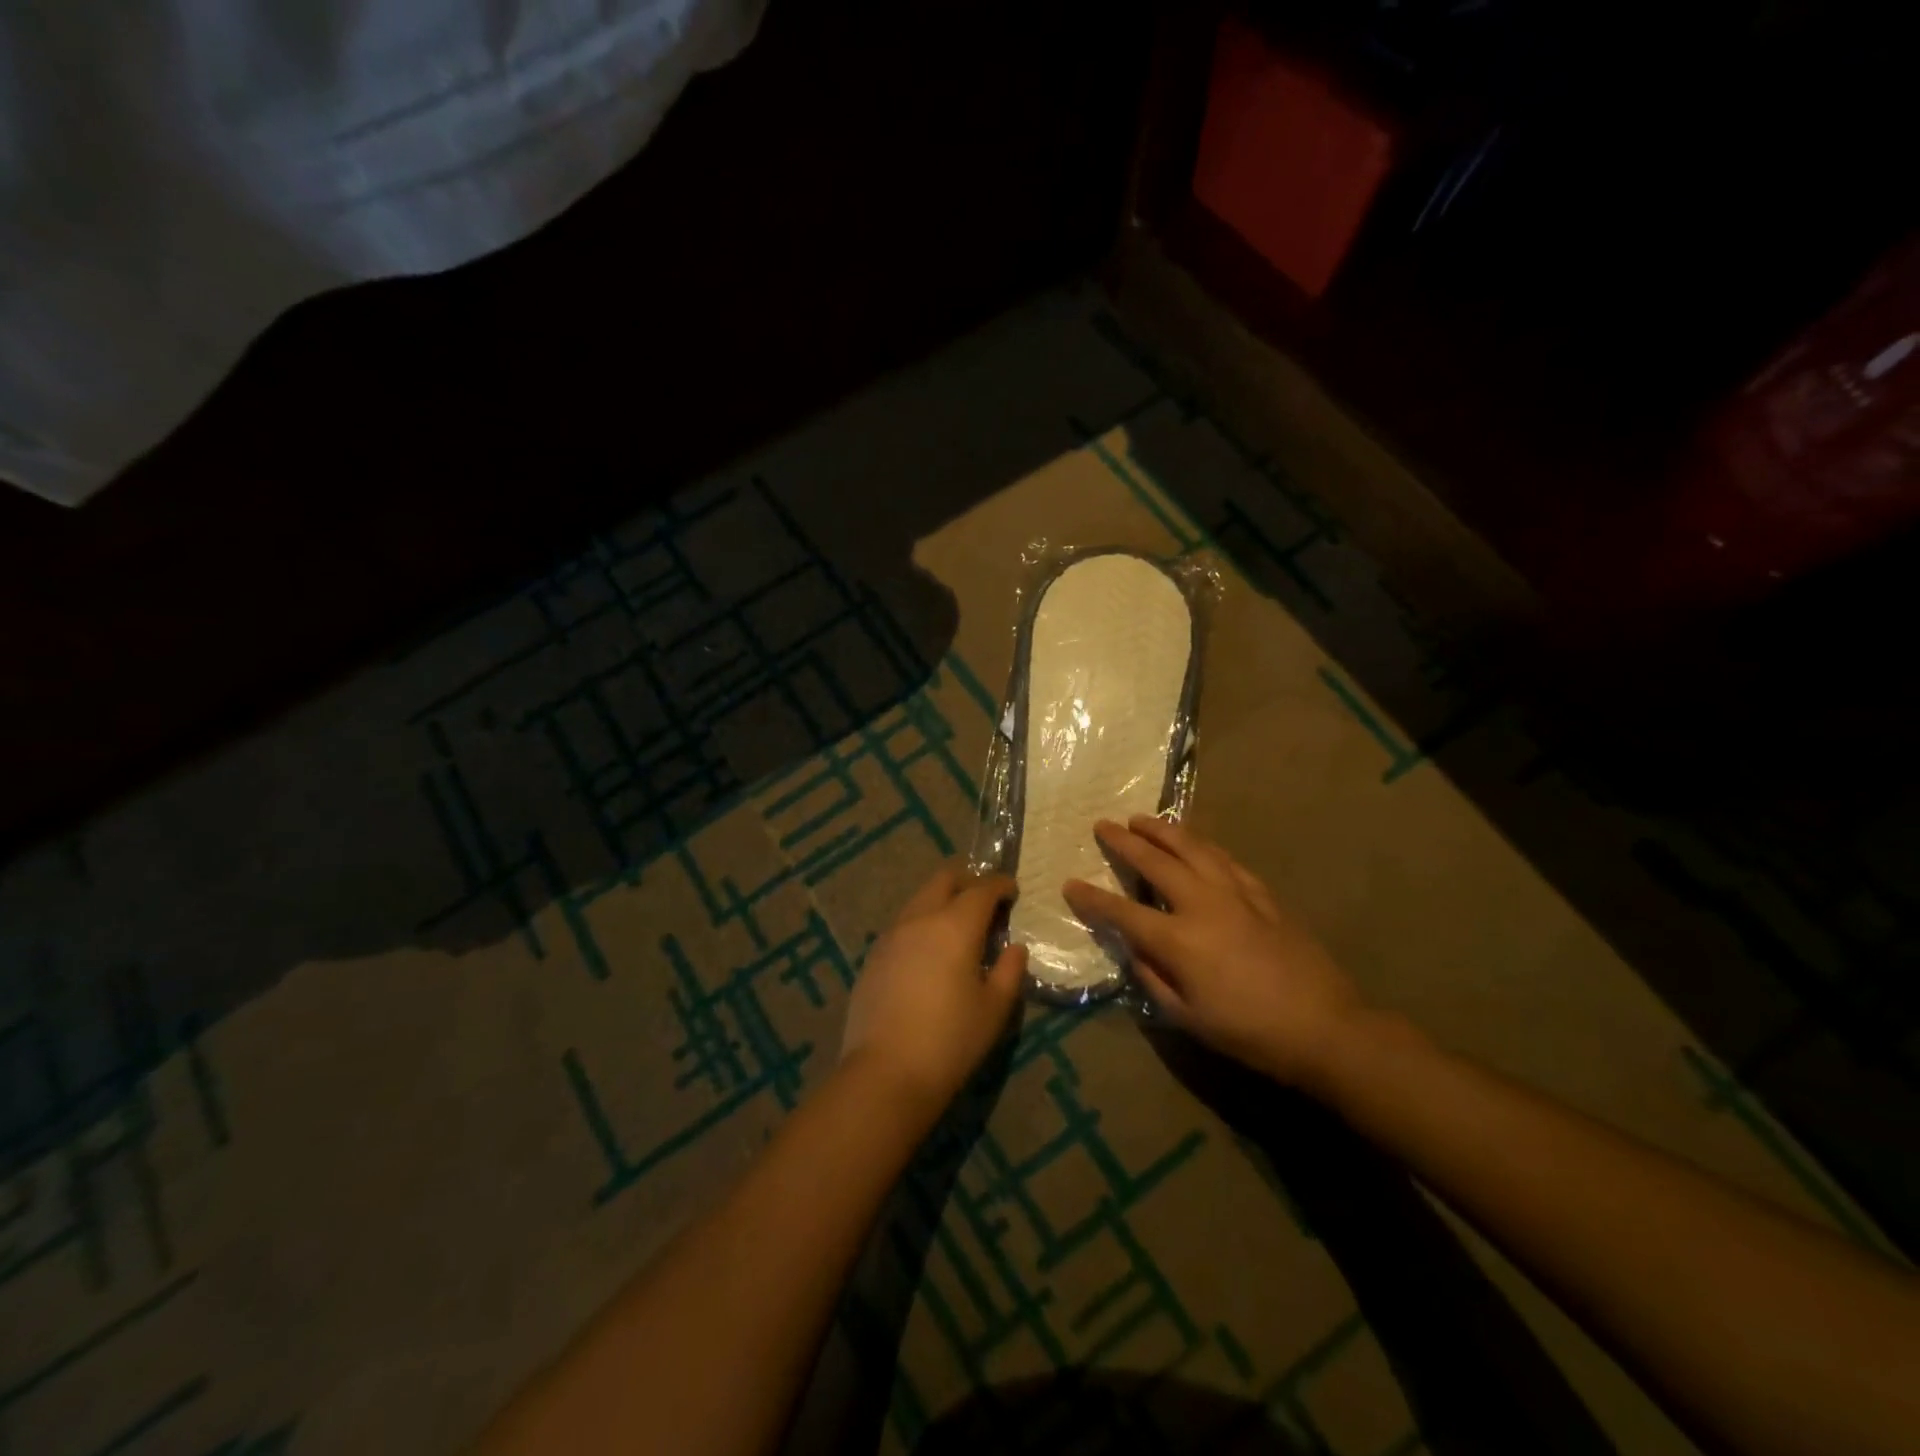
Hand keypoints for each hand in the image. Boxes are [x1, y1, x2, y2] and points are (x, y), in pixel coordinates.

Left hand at [840, 865, 1027, 1112]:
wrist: (885, 1073)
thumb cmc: (950, 1041)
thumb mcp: (994, 1008)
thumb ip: (1010, 971)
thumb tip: (1015, 948)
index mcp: (954, 925)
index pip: (982, 889)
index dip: (1001, 884)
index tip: (1013, 890)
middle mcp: (920, 918)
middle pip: (944, 880)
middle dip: (968, 881)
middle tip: (986, 901)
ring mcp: (891, 935)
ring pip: (919, 899)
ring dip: (942, 900)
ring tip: (958, 927)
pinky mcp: (873, 956)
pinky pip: (903, 924)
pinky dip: (922, 923)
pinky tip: (929, 952)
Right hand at [1063, 816, 1368, 1089]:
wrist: (1325, 1028)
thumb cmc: (1250, 1032)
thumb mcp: (1189, 1018)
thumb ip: (1153, 979)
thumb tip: (1135, 950)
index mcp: (1179, 940)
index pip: (1123, 911)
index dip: (1092, 898)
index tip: (1070, 884)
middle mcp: (1202, 905)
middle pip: (1155, 862)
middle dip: (1124, 842)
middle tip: (1103, 825)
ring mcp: (1235, 893)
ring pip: (1192, 848)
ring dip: (1163, 830)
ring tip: (1142, 818)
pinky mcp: (1262, 894)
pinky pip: (1224, 858)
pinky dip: (1202, 845)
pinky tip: (1194, 842)